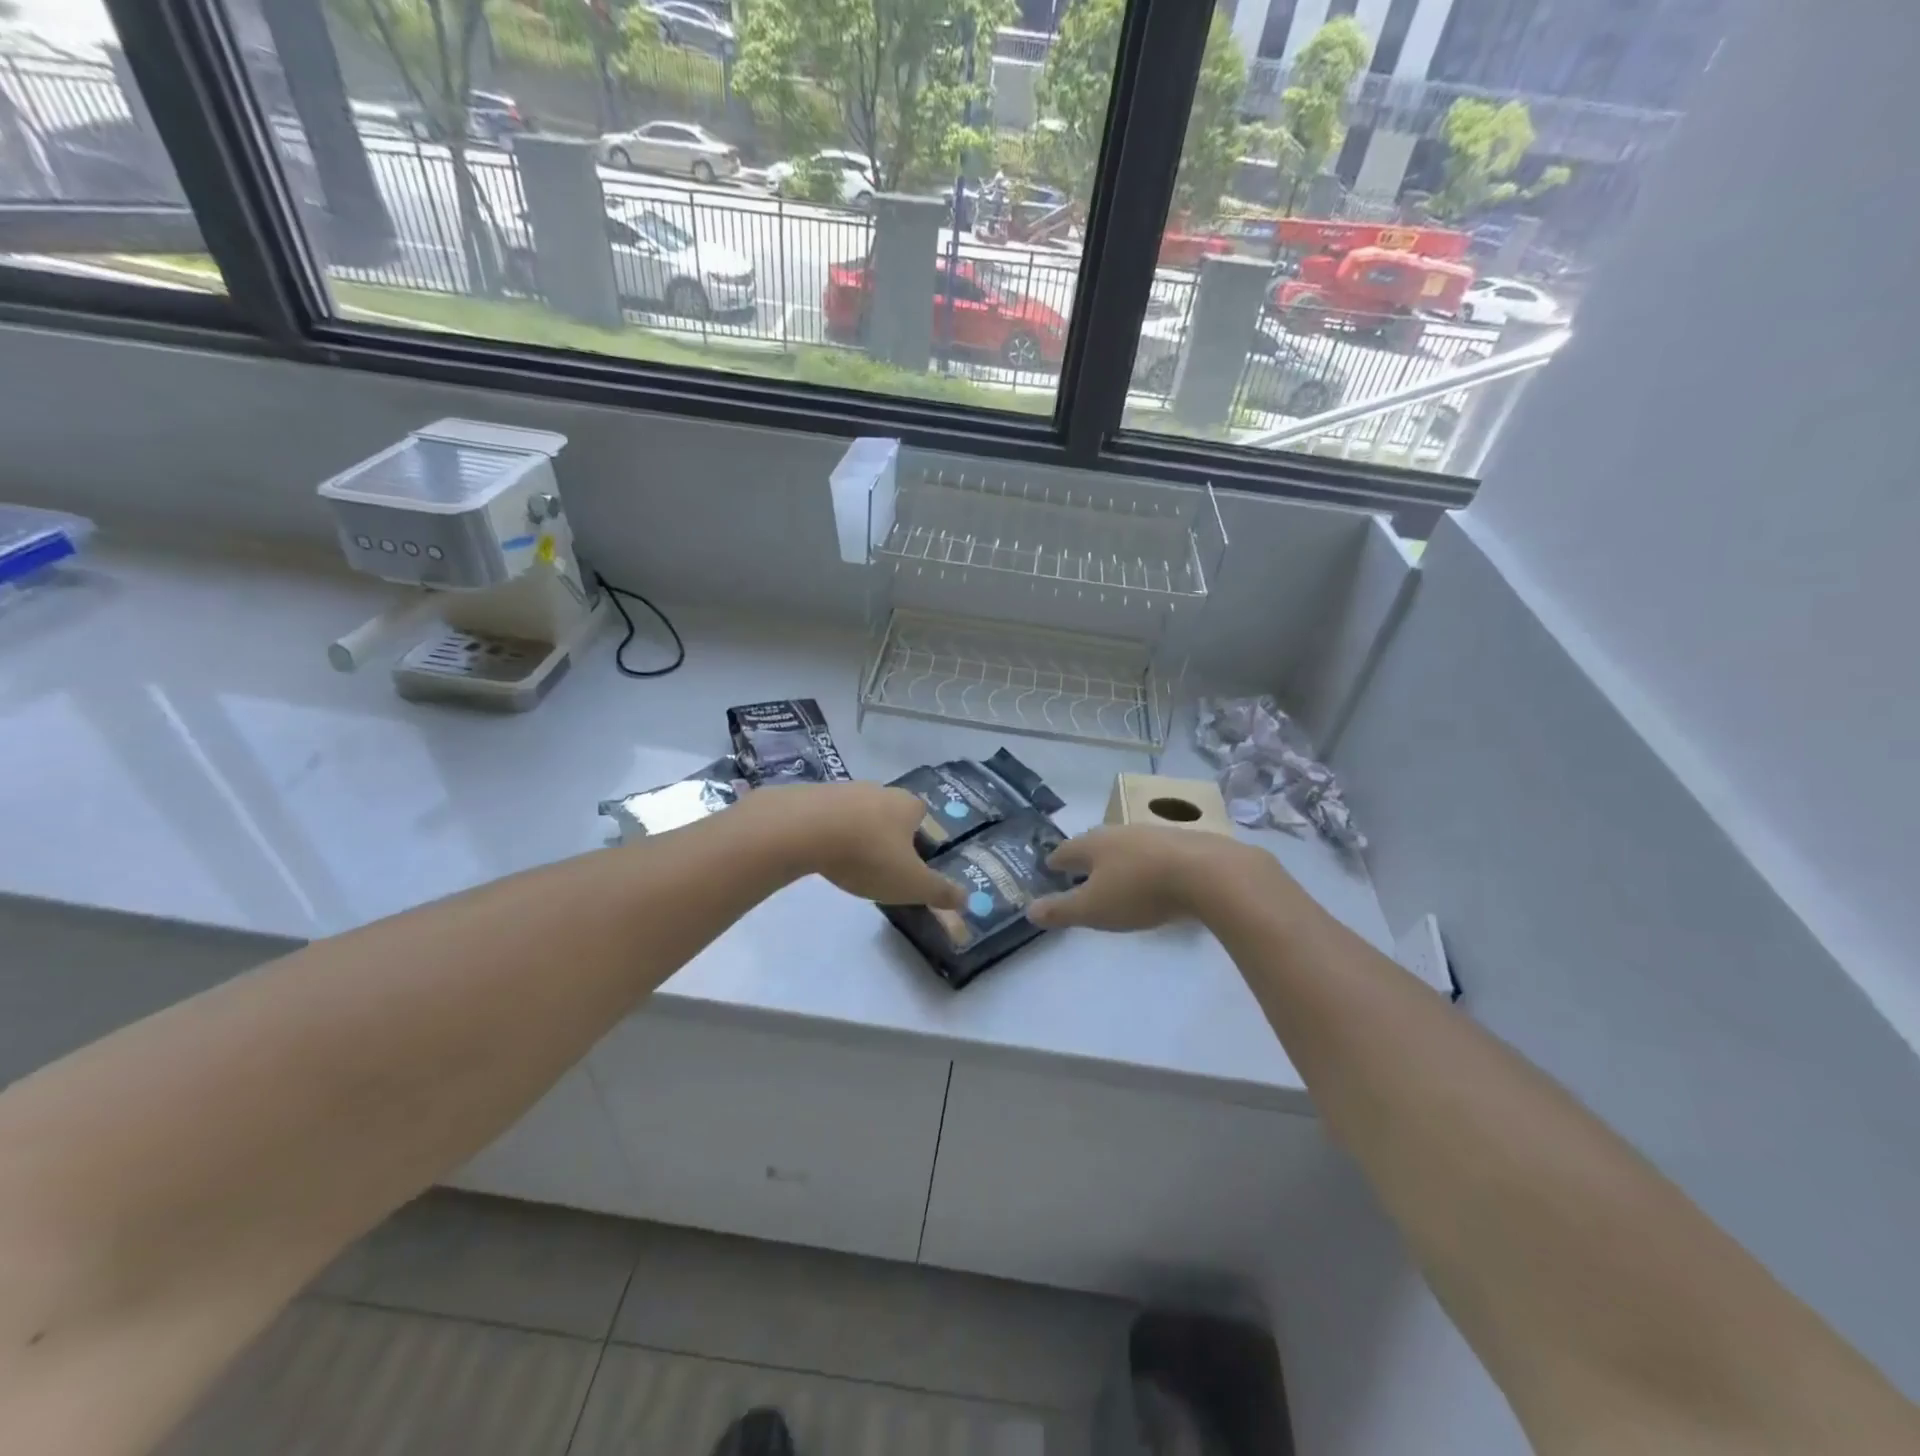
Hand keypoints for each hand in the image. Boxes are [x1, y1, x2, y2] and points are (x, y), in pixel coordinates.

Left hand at [743, 783, 964, 908]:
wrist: (803, 829)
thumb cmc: (868, 856)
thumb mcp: (911, 884)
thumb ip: (939, 892)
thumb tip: (966, 899)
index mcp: (907, 805)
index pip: (922, 814)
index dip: (919, 836)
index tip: (909, 861)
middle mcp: (879, 790)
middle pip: (889, 811)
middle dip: (886, 834)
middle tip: (879, 865)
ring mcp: (843, 789)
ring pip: (857, 812)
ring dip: (855, 832)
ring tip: (847, 862)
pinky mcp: (811, 796)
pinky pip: (827, 815)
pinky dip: (827, 831)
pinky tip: (820, 852)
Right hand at [1028, 825, 1268, 930]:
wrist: (1208, 873)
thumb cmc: (1140, 891)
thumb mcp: (1094, 909)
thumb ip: (1061, 910)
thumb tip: (1029, 910)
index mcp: (1093, 843)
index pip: (1064, 851)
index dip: (1054, 863)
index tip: (1049, 871)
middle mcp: (1119, 831)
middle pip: (1095, 844)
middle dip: (1086, 859)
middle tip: (1080, 875)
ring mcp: (1152, 833)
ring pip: (1126, 845)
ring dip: (1118, 860)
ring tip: (1117, 878)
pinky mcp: (1183, 841)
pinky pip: (1154, 853)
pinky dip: (1146, 864)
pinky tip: (1154, 878)